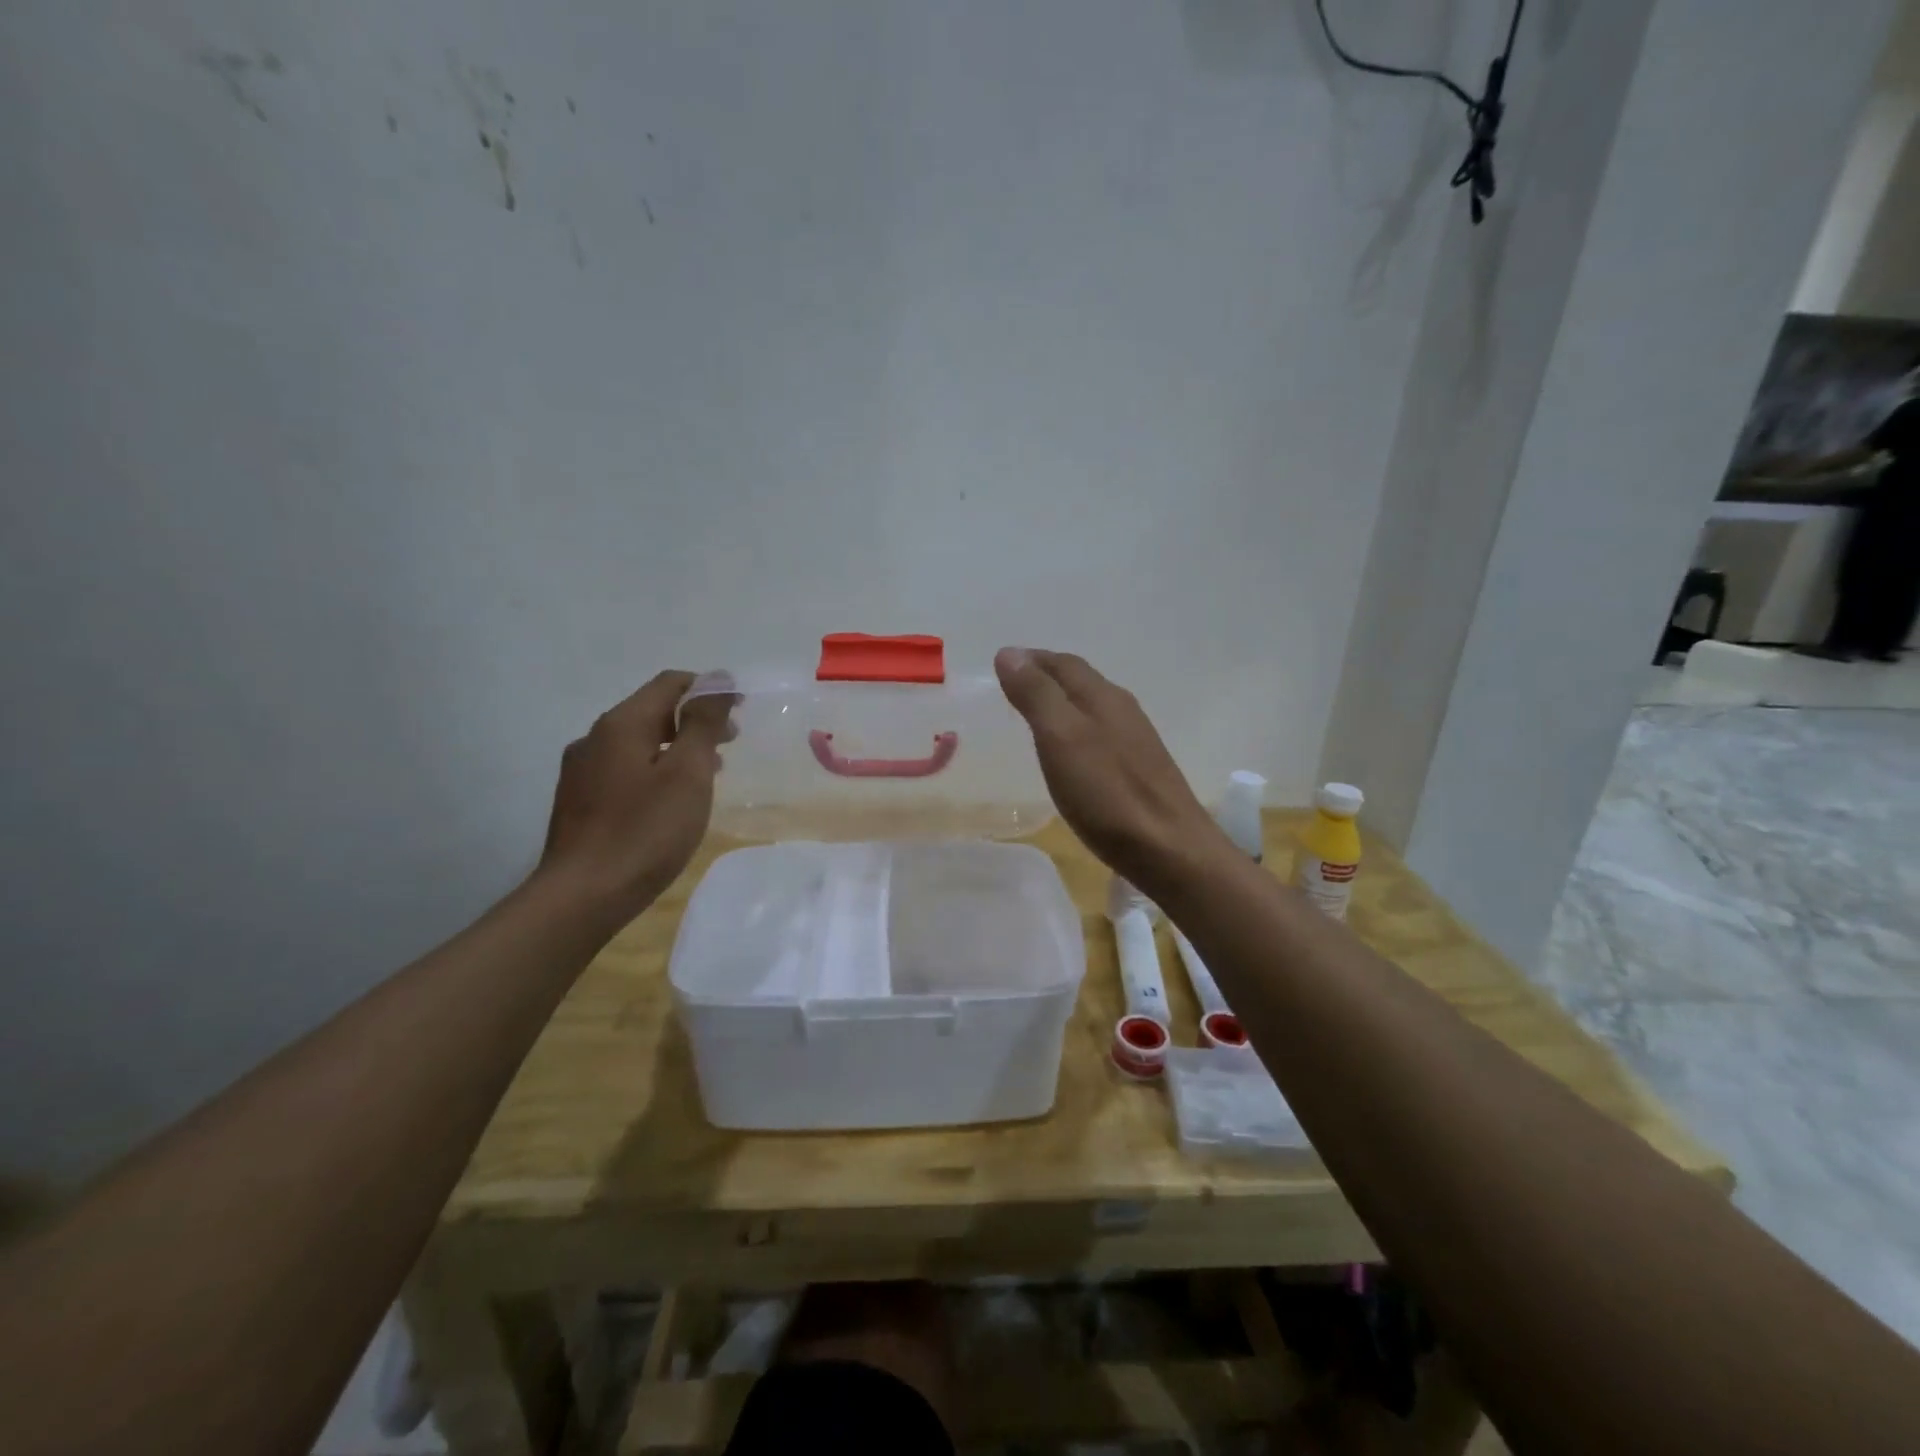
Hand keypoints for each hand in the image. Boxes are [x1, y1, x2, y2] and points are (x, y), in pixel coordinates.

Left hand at [536, 671, 732, 919]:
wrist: (582, 896)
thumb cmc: (645, 831)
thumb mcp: (687, 773)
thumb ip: (702, 723)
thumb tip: (718, 681)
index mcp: (622, 724)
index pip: (671, 683)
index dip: (710, 689)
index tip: (742, 711)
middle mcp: (595, 737)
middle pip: (653, 710)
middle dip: (695, 719)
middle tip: (730, 743)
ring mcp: (581, 770)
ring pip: (639, 742)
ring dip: (677, 746)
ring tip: (708, 771)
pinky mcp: (578, 800)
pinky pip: (625, 768)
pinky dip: (655, 768)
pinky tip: (670, 799)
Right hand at [994, 647, 1229, 893]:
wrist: (1169, 849)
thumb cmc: (1108, 793)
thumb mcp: (1061, 739)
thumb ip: (1036, 695)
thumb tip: (1008, 654)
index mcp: (1101, 696)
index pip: (1062, 663)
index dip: (1030, 660)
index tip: (1000, 663)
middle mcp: (1122, 709)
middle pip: (1079, 680)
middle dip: (1046, 677)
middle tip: (1013, 685)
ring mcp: (1135, 740)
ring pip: (1091, 706)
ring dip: (1061, 703)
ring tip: (1034, 715)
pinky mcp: (1140, 769)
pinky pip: (1100, 734)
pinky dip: (1076, 730)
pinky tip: (1069, 752)